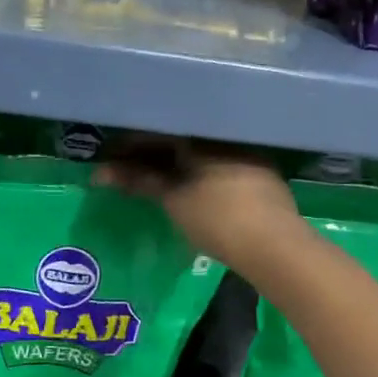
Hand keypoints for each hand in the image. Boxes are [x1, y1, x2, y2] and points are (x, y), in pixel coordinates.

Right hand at [94, 139, 300, 266]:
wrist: (275, 245)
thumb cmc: (217, 217)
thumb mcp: (174, 200)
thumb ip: (140, 181)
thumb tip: (102, 173)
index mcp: (202, 135)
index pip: (157, 130)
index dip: (130, 145)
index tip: (109, 157)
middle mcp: (225, 137)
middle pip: (179, 140)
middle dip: (150, 155)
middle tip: (124, 170)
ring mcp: (247, 154)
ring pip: (199, 154)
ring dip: (174, 164)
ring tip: (150, 179)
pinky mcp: (260, 175)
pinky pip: (217, 166)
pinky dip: (196, 174)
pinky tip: (187, 186)